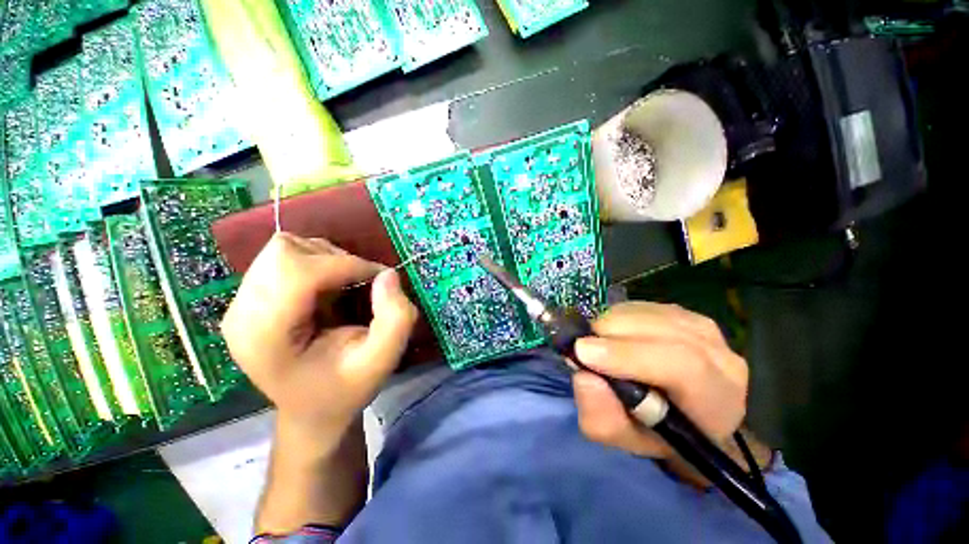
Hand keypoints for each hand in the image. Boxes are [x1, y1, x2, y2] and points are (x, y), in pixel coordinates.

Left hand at [221, 233, 417, 444]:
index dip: (346, 265)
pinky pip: (283, 258)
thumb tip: (388, 274)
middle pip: (284, 252)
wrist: (312, 410)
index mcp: (265, 337)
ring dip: (325, 259)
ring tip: (341, 288)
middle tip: (358, 283)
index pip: (298, 272)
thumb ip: (395, 319)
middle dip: (333, 259)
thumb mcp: (382, 361)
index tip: (378, 278)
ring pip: (283, 248)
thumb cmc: (346, 390)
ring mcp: (239, 306)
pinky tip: (325, 290)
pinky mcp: (248, 299)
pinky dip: (314, 263)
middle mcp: (241, 315)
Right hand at [572, 302, 747, 458]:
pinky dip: (617, 317)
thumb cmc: (657, 433)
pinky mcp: (682, 312)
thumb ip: (602, 417)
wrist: (684, 413)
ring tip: (598, 345)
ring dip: (611, 324)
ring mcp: (702, 328)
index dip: (627, 355)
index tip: (583, 352)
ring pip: (647, 313)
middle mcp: (719, 355)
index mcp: (716, 399)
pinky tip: (614, 335)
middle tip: (582, 347)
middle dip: (610, 334)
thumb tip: (584, 376)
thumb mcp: (624, 439)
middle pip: (660, 330)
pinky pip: (642, 306)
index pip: (681, 365)